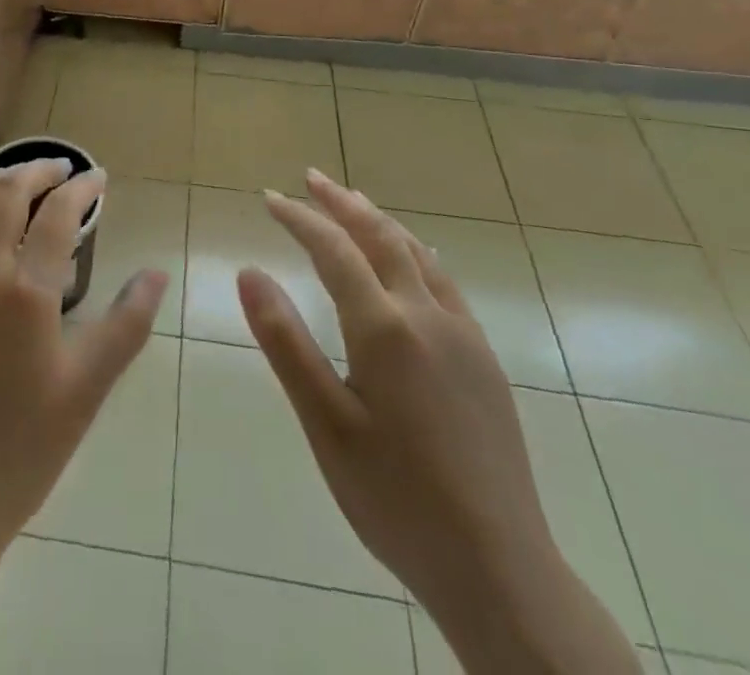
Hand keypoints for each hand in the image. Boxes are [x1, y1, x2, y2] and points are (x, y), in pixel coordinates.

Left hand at [0, 158, 166, 574]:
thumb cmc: (19, 452)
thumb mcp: (86, 389)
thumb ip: (126, 324)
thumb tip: (156, 272)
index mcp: (25, 290)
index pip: (58, 212)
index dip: (81, 187)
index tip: (96, 178)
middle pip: (5, 192)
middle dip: (37, 171)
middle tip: (58, 170)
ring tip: (11, 185)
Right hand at [239, 170, 639, 674]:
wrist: (501, 570)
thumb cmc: (396, 499)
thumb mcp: (325, 423)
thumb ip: (286, 341)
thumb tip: (248, 271)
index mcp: (384, 328)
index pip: (333, 249)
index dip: (299, 218)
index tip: (269, 198)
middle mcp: (427, 315)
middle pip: (380, 237)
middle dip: (341, 203)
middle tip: (309, 178)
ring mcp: (463, 336)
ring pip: (417, 254)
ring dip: (379, 221)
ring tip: (353, 201)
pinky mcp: (484, 360)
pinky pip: (443, 282)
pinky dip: (414, 252)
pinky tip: (411, 261)